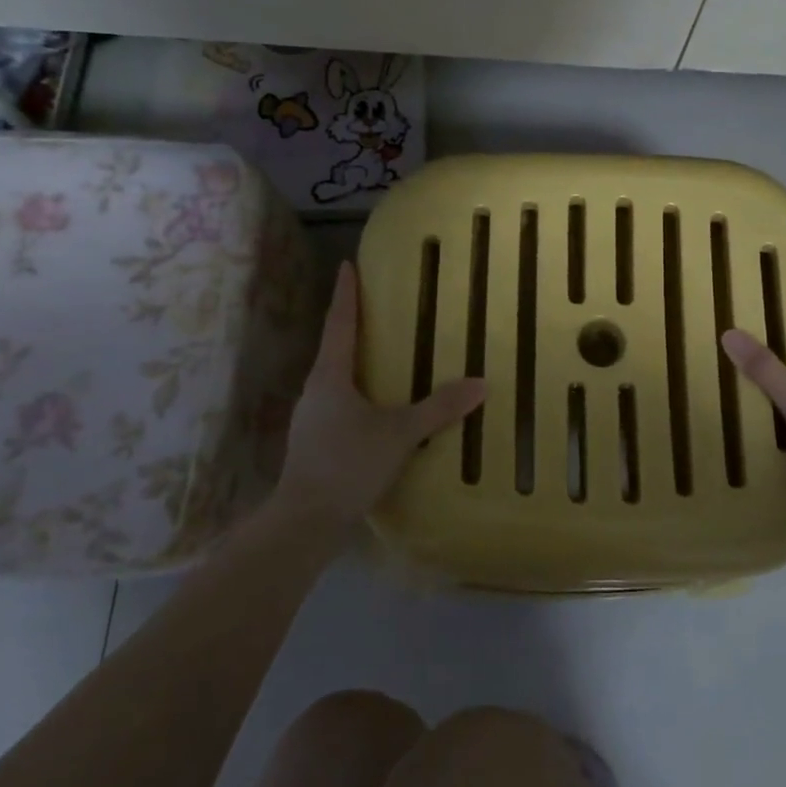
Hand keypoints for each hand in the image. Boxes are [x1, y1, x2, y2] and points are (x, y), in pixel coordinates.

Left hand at [270, 261, 485, 527]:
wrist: (305, 521)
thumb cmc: (348, 464)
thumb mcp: (400, 434)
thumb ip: (438, 408)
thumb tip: (480, 384)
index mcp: (330, 376)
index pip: (339, 323)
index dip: (345, 293)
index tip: (347, 265)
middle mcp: (316, 390)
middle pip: (334, 348)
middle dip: (352, 326)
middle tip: (376, 308)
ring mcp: (311, 418)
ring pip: (335, 378)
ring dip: (355, 362)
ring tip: (381, 356)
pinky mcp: (314, 442)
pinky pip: (338, 403)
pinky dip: (357, 393)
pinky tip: (375, 408)